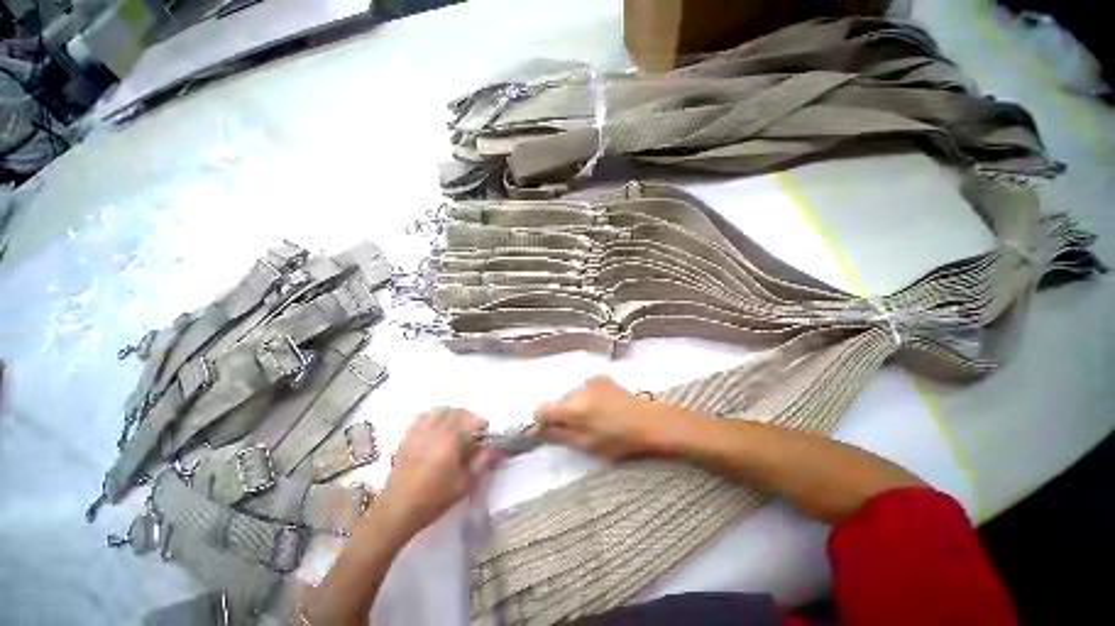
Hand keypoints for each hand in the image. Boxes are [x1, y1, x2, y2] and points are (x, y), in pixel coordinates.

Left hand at [372, 408, 495, 542]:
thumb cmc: (433, 499)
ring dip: (451, 414)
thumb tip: (491, 447)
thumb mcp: (464, 484)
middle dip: (468, 416)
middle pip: (454, 411)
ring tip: (456, 425)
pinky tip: (436, 429)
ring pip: (438, 411)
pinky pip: (422, 417)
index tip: (485, 431)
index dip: (480, 423)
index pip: (469, 419)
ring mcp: (418, 433)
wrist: (397, 512)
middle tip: (473, 428)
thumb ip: (480, 462)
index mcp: (449, 440)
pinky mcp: (407, 438)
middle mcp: (433, 431)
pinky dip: (433, 417)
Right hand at [533, 375, 670, 458]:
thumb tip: (537, 430)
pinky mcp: (601, 377)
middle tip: (578, 429)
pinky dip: (586, 398)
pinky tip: (602, 408)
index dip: (542, 421)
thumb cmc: (618, 440)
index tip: (550, 431)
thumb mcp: (586, 444)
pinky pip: (584, 389)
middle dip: (561, 414)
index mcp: (572, 408)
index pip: (541, 409)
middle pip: (558, 401)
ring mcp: (590, 381)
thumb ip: (558, 435)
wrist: (649, 422)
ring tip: (594, 418)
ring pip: (571, 395)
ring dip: (575, 406)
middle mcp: (577, 389)